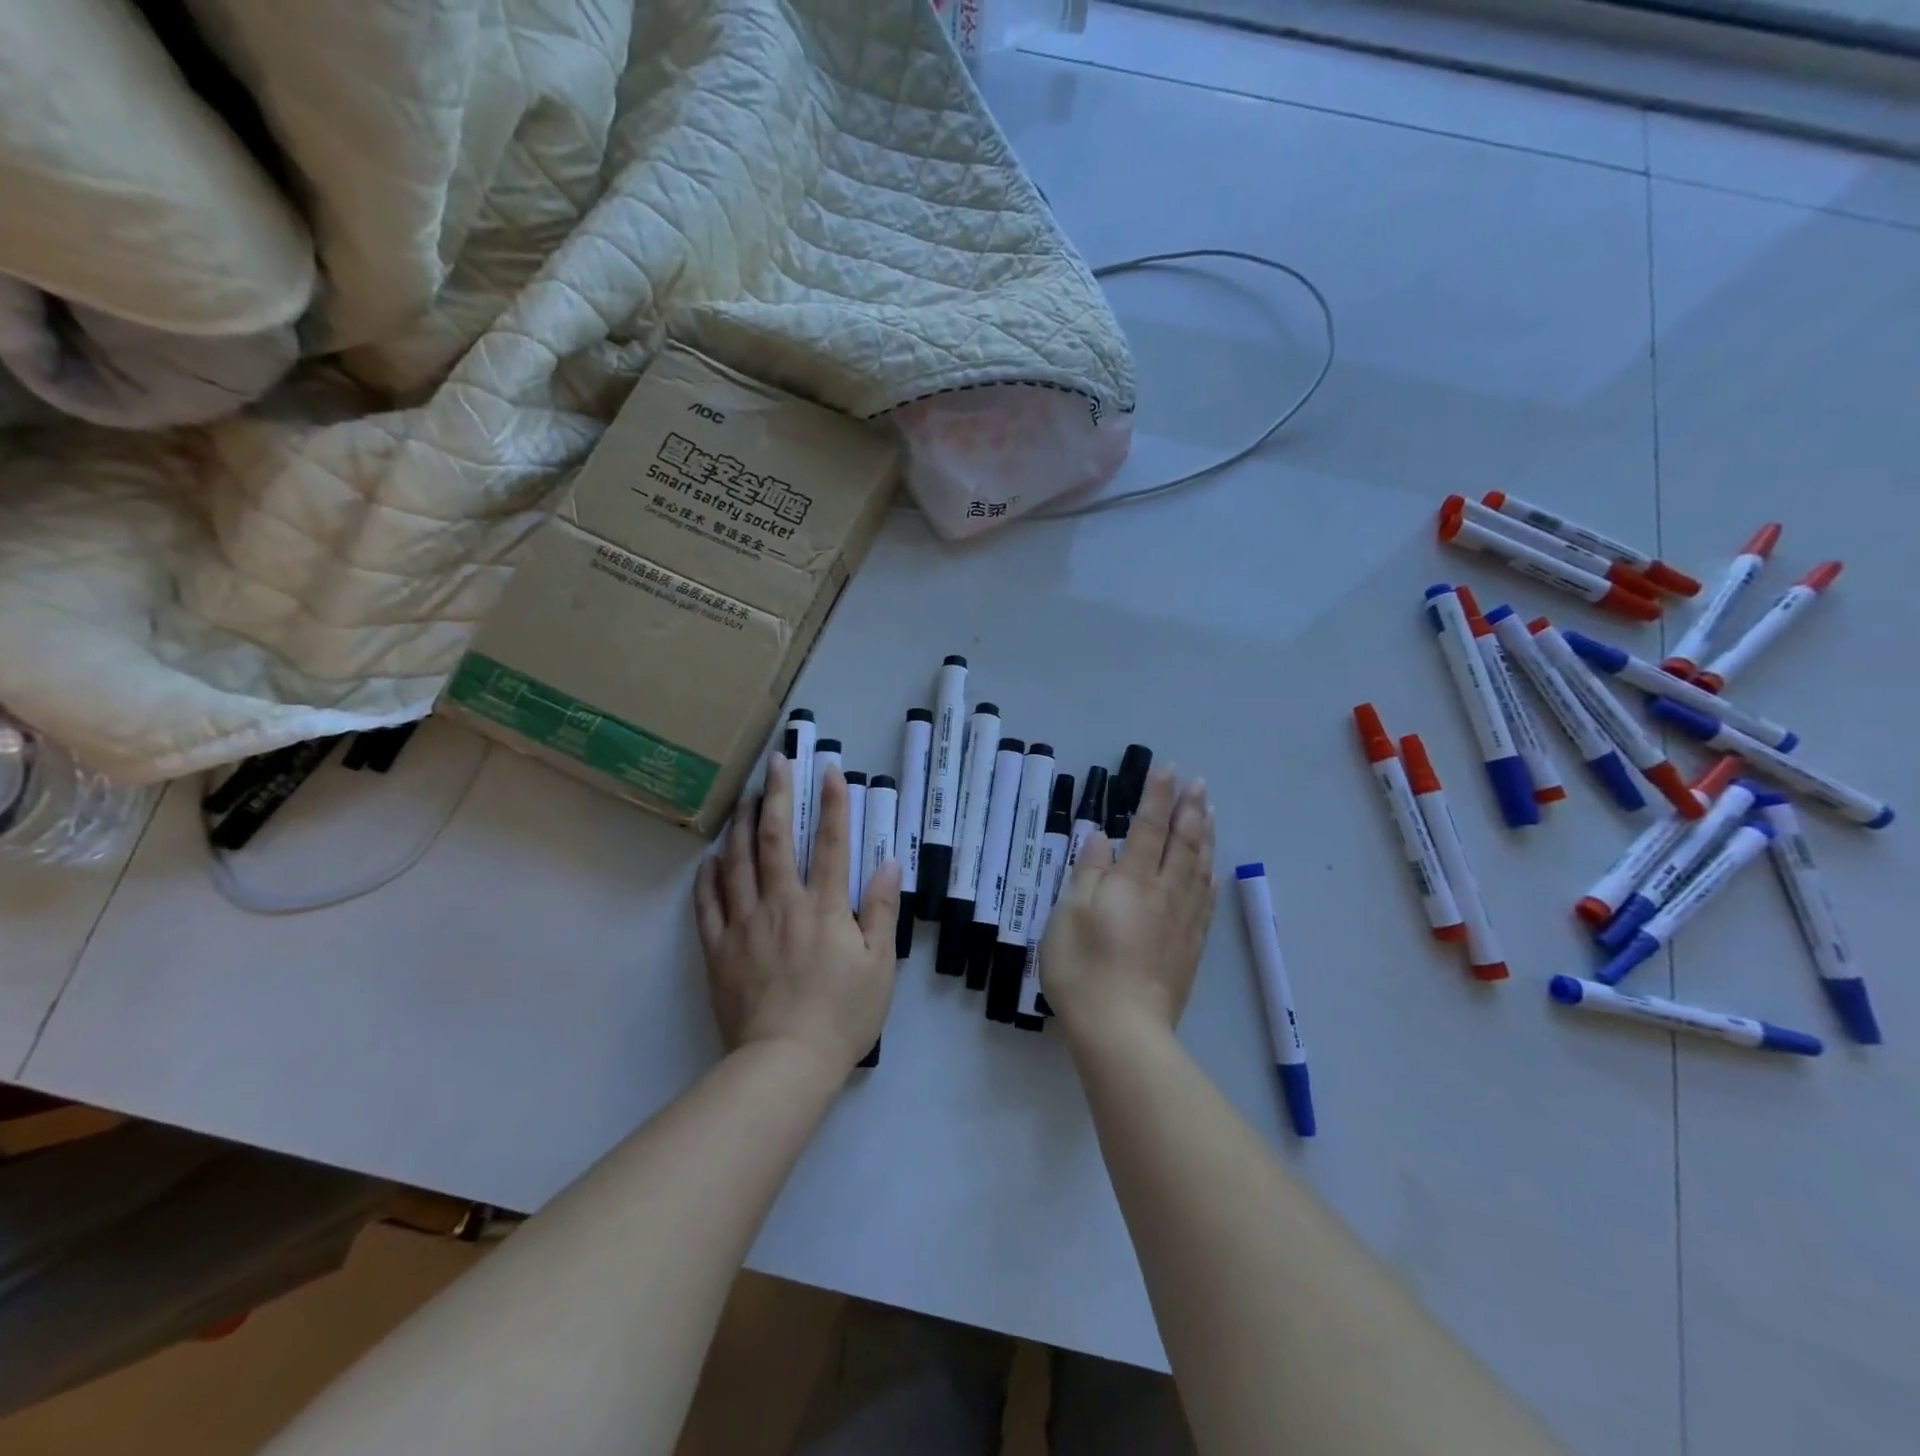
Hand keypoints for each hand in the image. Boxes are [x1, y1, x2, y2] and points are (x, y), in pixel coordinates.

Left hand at [694, 754, 902, 1077]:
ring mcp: (744, 924)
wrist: (784, 1064)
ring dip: (741, 824)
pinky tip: (711, 857)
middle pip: (776, 839)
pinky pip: (708, 903)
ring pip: (737, 862)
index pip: (831, 842)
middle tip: (776, 762)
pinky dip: (709, 876)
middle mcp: (782, 904)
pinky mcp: (718, 948)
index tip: (829, 768)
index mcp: (824, 907)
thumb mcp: (879, 966)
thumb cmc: (842, 1016)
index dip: (833, 802)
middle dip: (778, 795)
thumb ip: (881, 911)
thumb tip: (888, 862)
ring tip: (744, 796)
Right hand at [1040, 766, 1215, 1048]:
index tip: (1167, 769)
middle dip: (1189, 809)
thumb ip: (1088, 872)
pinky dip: (1210, 877)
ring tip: (1212, 812)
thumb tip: (1100, 837)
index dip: (1157, 797)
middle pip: (1181, 843)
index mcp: (1130, 881)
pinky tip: (1212, 870)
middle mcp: (1163, 893)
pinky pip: (1206, 901)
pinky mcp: (1191, 947)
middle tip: (1198, 783)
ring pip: (1199, 868)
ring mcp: (1182, 921)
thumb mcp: (1069, 914)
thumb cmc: (1083, 968)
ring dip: (1206, 836)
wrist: (1122, 1029)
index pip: (1147, 828)